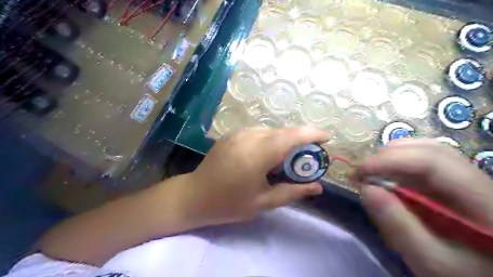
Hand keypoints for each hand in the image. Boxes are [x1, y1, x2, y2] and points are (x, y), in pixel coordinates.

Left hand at [182, 127, 328, 227]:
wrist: (194, 196)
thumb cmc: (229, 203)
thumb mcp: (263, 202)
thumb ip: (292, 192)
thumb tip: (317, 187)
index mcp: (257, 154)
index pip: (291, 136)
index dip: (312, 133)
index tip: (327, 138)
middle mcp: (248, 137)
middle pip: (283, 131)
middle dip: (301, 139)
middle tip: (308, 156)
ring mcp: (238, 134)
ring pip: (271, 131)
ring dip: (284, 140)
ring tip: (287, 159)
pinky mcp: (232, 135)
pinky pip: (258, 132)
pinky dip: (270, 140)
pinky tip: (267, 155)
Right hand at [357, 140, 492, 276]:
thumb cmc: (462, 274)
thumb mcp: (431, 262)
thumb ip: (399, 226)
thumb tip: (365, 188)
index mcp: (483, 200)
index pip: (433, 161)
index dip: (392, 160)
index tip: (360, 171)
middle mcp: (478, 181)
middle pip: (431, 150)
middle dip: (389, 156)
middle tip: (361, 172)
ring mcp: (467, 180)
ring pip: (427, 152)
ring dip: (392, 157)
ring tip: (370, 172)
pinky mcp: (454, 184)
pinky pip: (424, 163)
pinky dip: (398, 165)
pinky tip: (386, 176)